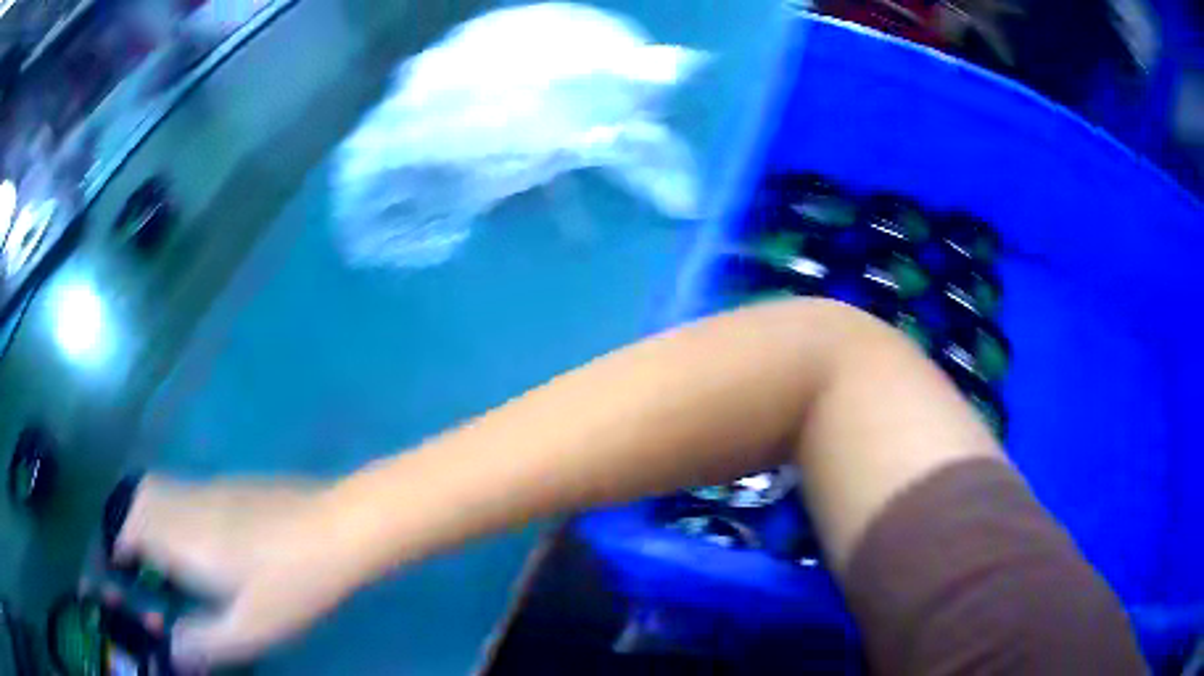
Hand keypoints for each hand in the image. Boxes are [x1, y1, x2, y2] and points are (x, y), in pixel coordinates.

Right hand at [111, 476, 360, 668]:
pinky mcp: (234, 486)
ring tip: (163, 556)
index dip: (115, 542)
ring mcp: (212, 488)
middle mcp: (187, 504)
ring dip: (150, 515)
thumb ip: (205, 641)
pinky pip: (187, 492)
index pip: (129, 526)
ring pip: (162, 489)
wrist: (340, 528)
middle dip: (127, 524)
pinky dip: (175, 510)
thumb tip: (173, 651)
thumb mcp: (249, 628)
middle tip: (136, 561)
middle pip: (139, 498)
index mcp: (182, 537)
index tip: (115, 565)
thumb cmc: (292, 584)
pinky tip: (202, 543)